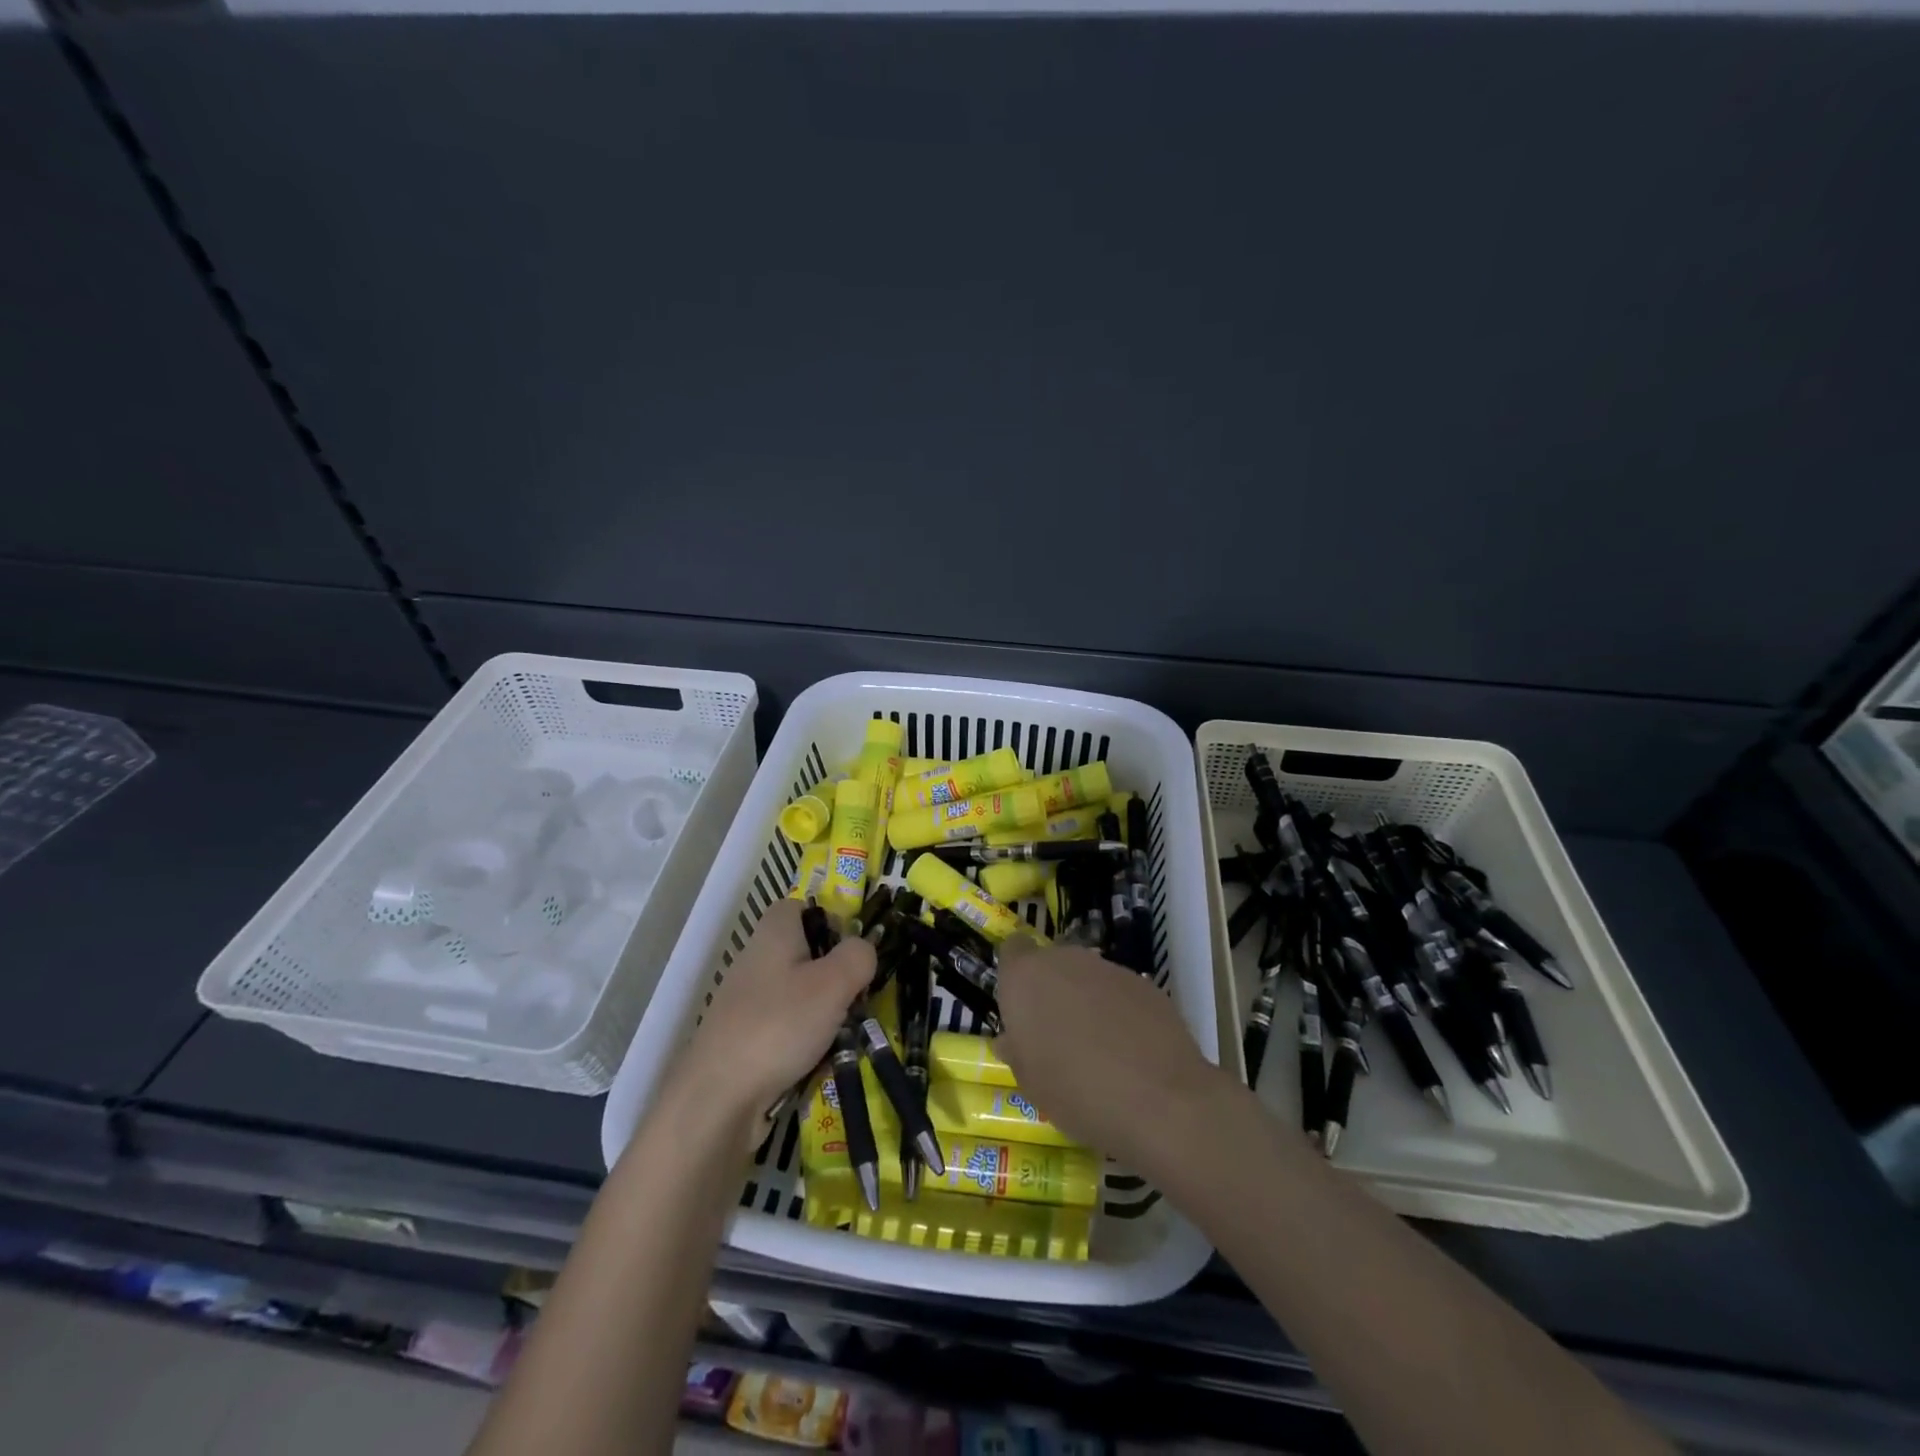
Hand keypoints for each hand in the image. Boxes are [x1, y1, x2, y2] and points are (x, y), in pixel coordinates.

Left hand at [675, 900, 874, 1129]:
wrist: (718, 1099)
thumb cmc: (779, 1025)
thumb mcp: (834, 983)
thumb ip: (859, 956)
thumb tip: (864, 949)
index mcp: (774, 934)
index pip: (800, 907)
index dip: (830, 920)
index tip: (854, 948)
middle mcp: (757, 960)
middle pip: (805, 953)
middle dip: (836, 974)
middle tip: (858, 996)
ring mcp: (748, 1001)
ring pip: (800, 993)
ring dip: (826, 1012)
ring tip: (844, 1034)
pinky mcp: (745, 1038)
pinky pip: (787, 1027)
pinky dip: (806, 1040)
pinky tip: (818, 1060)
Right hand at [992, 939, 1231, 1167]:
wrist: (1159, 1099)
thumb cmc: (1075, 1092)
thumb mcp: (1030, 1083)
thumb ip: (1018, 1051)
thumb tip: (1012, 1040)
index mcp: (1026, 977)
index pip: (1012, 949)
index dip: (1016, 974)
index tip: (1021, 1007)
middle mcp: (1065, 960)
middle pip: (1052, 963)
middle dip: (1052, 991)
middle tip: (1057, 1035)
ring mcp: (1108, 968)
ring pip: (1087, 977)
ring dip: (1086, 1001)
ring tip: (1098, 1048)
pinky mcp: (1145, 983)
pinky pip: (1120, 992)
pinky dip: (1120, 1012)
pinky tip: (1131, 1051)